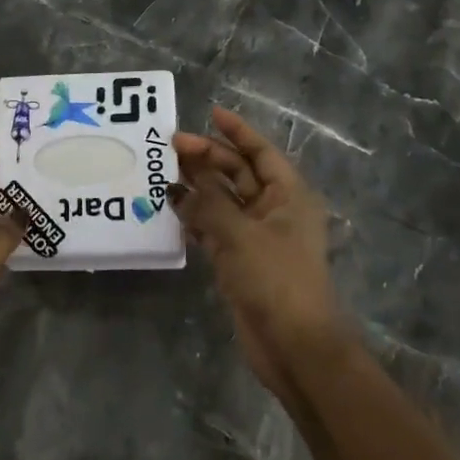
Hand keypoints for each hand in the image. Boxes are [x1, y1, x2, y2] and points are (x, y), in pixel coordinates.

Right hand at [171, 108, 348, 405]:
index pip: (261, 152)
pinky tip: (172, 210)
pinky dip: (196, 219)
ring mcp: (257, 237)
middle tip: (171, 147)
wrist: (295, 346)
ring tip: (164, 173)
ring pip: (224, 201)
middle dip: (208, 158)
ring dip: (198, 187)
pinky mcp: (241, 262)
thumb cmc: (275, 279)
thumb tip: (179, 183)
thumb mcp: (239, 233)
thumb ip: (207, 202)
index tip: (210, 113)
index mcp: (288, 196)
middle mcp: (274, 211)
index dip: (237, 131)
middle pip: (239, 174)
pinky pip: (215, 230)